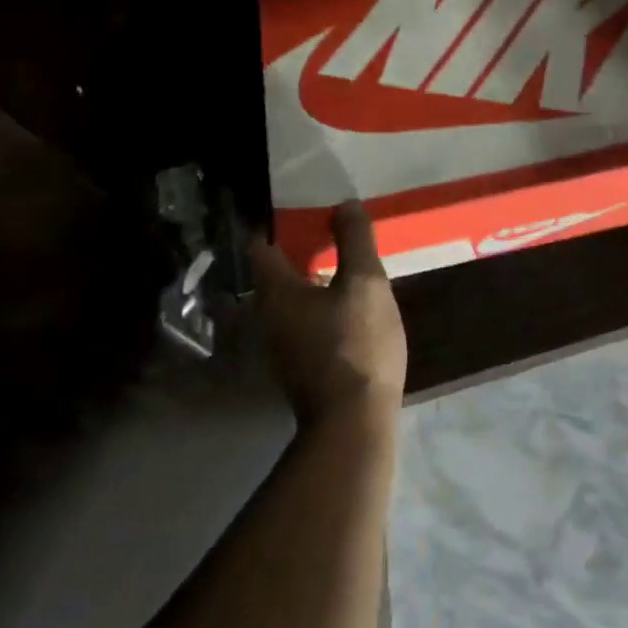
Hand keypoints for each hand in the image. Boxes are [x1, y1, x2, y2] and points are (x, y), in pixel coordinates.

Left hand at [249, 201, 407, 427]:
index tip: (307, 210)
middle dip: (302, 250)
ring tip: (348, 268)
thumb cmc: (357, 344)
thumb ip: (355, 240)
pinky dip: (322, 307)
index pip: (261, 245)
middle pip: (277, 272)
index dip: (279, 223)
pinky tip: (351, 309)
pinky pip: (305, 323)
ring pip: (293, 299)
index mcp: (276, 292)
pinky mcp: (300, 367)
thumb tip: (344, 205)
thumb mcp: (366, 283)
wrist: (354, 422)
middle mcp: (268, 316)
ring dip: (315, 280)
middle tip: (336, 234)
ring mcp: (282, 346)